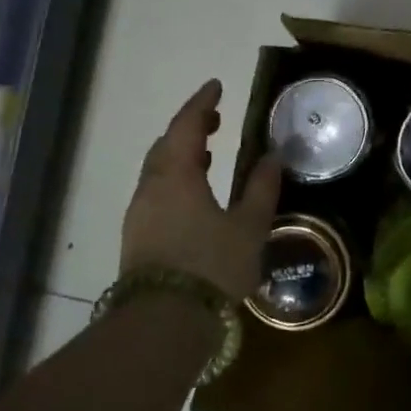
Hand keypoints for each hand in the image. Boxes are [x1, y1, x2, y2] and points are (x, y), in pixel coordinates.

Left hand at [121, 80, 283, 301]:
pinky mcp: (138, 238)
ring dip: (181, 155)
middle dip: (190, 129)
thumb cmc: (211, 266)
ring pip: (159, 171)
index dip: (202, 104)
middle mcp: (151, 187)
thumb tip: (273, 156)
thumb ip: (262, 188)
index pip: (186, 126)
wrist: (163, 323)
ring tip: (207, 154)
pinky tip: (194, 195)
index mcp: (176, 175)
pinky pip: (157, 193)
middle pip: (166, 145)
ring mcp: (140, 214)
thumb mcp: (249, 226)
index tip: (216, 86)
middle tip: (215, 121)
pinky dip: (175, 180)